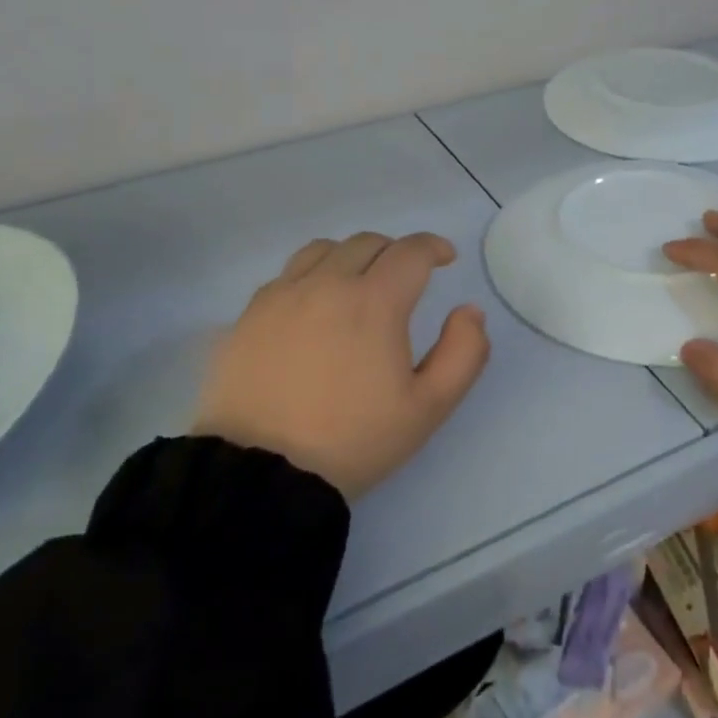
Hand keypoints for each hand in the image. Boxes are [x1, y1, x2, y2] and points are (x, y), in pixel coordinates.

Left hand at [195, 231, 490, 498]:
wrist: (262, 474)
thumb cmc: (354, 440)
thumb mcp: (428, 407)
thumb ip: (463, 353)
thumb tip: (469, 311)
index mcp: (374, 301)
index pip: (410, 251)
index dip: (433, 247)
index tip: (444, 258)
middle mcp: (326, 284)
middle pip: (367, 243)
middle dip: (395, 252)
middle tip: (406, 278)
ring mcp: (281, 296)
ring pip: (323, 250)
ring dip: (351, 257)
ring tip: (358, 284)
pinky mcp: (249, 315)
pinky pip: (287, 275)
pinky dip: (312, 276)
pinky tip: (314, 307)